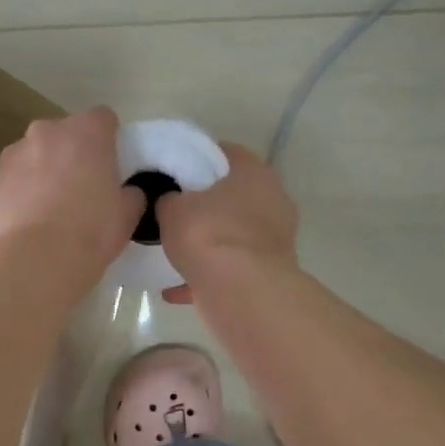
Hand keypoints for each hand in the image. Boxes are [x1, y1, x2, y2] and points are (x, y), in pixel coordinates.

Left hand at [0, 107, 143, 271]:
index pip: (102, 118)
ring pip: (33, 155)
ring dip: (42, 171)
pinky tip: (27, 222)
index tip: (110, 163)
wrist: (39, 259)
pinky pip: (11, 180)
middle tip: (80, 188)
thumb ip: (130, 193)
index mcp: (86, 133)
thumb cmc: (92, 231)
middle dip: (71, 153)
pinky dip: (19, 193)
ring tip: (49, 209)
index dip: (108, 139)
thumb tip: (126, 192)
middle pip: (63, 134)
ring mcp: (13, 154)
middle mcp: (46, 132)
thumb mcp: (127, 213)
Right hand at [157, 142, 298, 304]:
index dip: (199, 159)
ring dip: (210, 243)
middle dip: (207, 204)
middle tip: (176, 211)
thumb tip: (168, 201)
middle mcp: (274, 201)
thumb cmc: (208, 234)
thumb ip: (168, 199)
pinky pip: (232, 268)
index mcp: (255, 173)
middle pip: (235, 196)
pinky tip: (175, 288)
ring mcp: (276, 240)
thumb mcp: (171, 208)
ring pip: (234, 235)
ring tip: (176, 251)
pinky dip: (207, 276)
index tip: (175, 171)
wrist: (240, 292)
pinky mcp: (269, 273)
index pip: (226, 153)